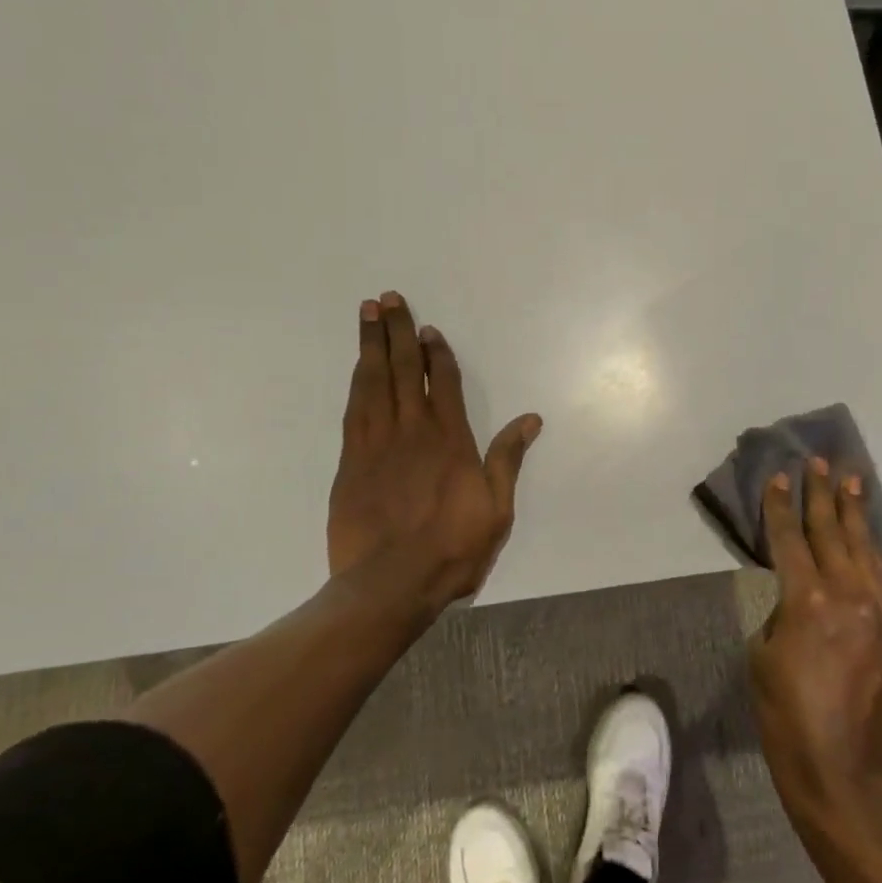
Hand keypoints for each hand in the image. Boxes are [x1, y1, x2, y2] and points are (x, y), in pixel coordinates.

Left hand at [328, 291, 541, 618]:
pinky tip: (358, 366)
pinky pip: (354, 409)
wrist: (390, 584)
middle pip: (404, 370)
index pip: (444, 383)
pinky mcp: (351, 462)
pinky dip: (357, 382)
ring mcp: (376, 444)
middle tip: (388, 298)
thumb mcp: (496, 509)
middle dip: (397, 332)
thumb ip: (508, 459)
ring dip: (371, 345)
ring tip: (368, 313)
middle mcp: (412, 432)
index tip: (428, 328)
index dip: (437, 353)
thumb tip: (530, 419)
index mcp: (450, 441)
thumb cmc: (452, 549)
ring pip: (373, 382)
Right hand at [749, 457, 881, 839]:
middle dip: (824, 495)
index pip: (790, 539)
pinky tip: (869, 537)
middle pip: (833, 532)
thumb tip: (798, 601)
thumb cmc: (786, 716)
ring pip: (866, 548)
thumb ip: (781, 615)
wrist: (843, 770)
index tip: (780, 476)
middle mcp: (849, 595)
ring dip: (856, 513)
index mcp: (808, 601)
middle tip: (821, 462)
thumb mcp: (762, 657)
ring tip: (853, 481)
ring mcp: (879, 611)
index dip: (781, 506)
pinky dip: (873, 550)